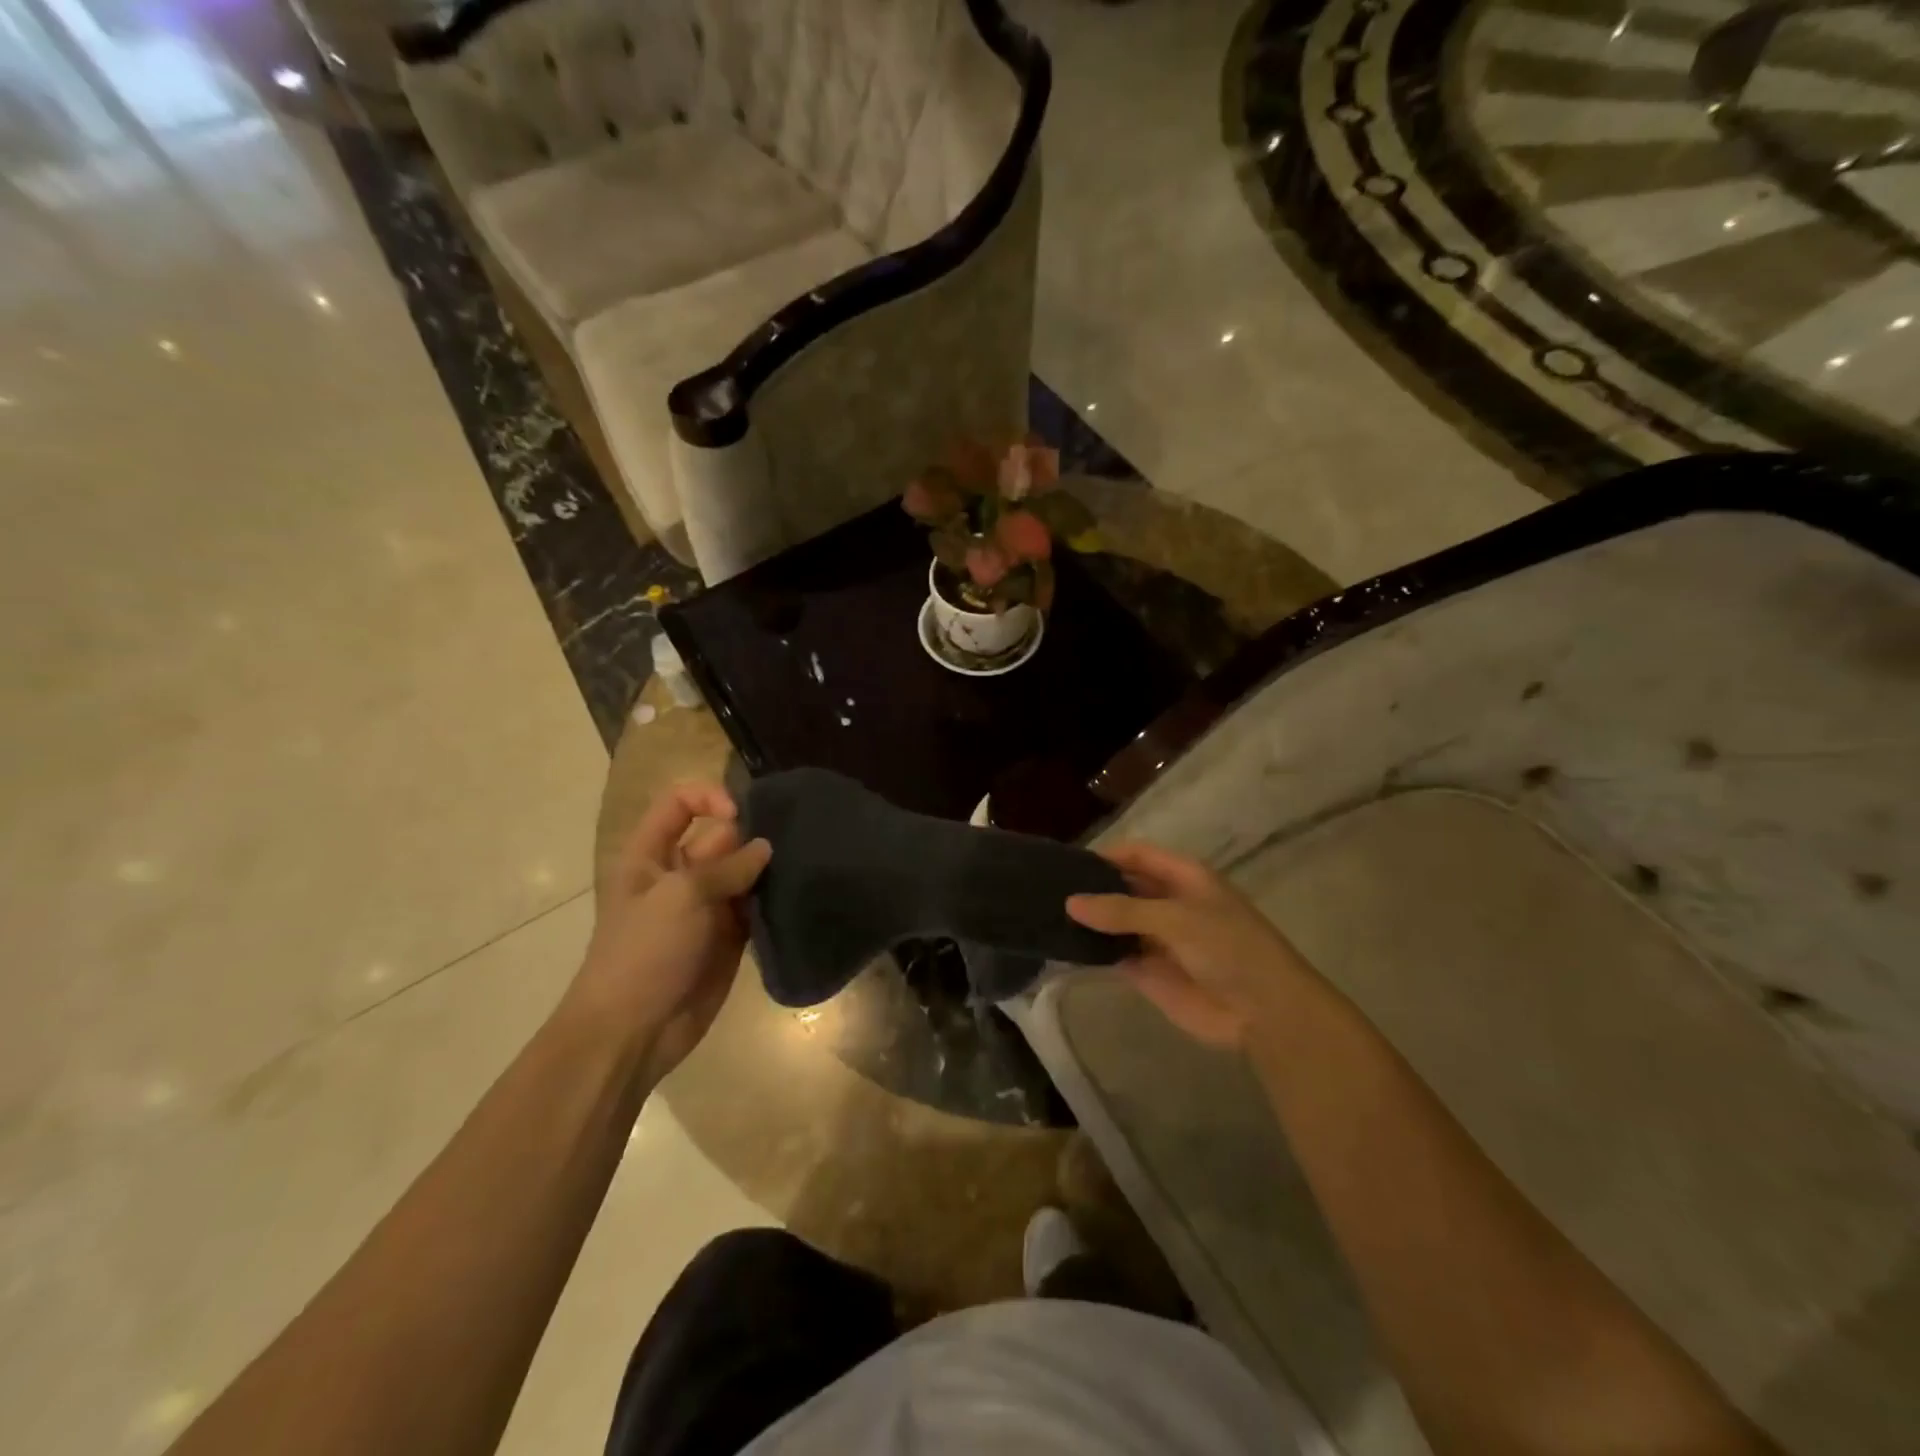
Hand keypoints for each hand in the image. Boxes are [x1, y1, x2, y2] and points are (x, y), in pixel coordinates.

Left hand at [566, 781, 770, 1085]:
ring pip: (744, 873)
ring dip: (768, 870)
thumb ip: (727, 866)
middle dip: (752, 836)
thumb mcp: (680, 897)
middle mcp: (681, 875)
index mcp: (652, 856)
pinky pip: (756, 907)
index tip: (740, 815)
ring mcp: (706, 907)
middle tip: (790, 843)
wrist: (633, 1032)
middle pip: (722, 837)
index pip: (679, 804)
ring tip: (803, 865)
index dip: (708, 797)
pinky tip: (799, 895)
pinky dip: (774, 901)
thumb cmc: (643, 953)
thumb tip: (766, 848)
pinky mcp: (729, 937)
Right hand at [1066, 842, 1315, 1050]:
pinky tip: (1061, 947)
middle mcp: (1166, 902)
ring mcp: (1156, 938)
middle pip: (1121, 887)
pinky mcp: (1148, 972)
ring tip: (1044, 915)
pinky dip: (1091, 951)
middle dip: (1090, 888)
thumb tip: (1070, 902)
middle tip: (1045, 889)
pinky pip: (1114, 955)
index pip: (1136, 855)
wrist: (1265, 1012)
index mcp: (1183, 877)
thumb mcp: (1177, 919)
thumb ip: (1123, 910)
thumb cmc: (1230, 949)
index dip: (1105, 856)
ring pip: (1113, 922)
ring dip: (1088, 921)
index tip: (1066, 864)